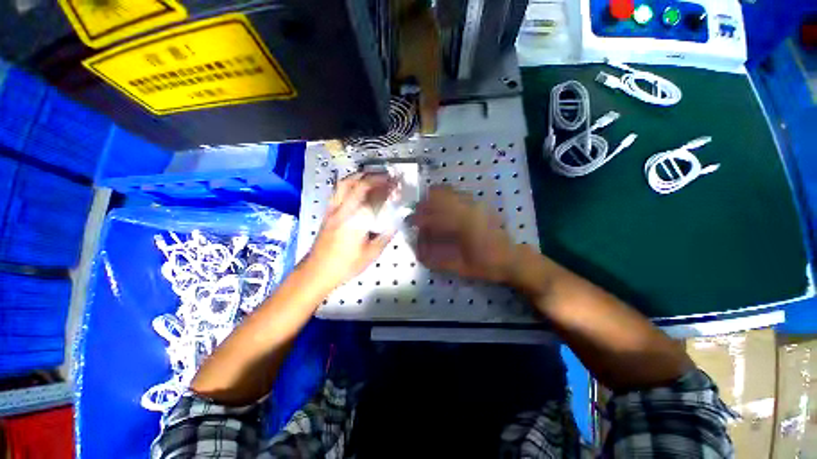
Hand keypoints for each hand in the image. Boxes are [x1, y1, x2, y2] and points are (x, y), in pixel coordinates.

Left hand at [304, 173, 396, 289]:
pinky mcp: (327, 212)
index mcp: (356, 220)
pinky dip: (349, 183)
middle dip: (375, 177)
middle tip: (387, 177)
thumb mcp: (371, 254)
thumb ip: (385, 237)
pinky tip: (356, 187)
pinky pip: (338, 191)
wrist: (317, 271)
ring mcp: (333, 209)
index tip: (396, 185)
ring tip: (373, 176)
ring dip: (360, 176)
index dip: (387, 189)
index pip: (374, 198)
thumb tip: (395, 224)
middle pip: (358, 184)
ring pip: (345, 183)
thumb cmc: (345, 265)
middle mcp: (343, 210)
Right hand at [412, 185, 519, 283]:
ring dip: (433, 198)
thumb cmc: (486, 265)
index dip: (419, 218)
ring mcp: (475, 204)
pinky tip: (442, 206)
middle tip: (416, 213)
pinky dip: (445, 197)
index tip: (409, 221)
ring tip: (426, 207)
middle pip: (440, 196)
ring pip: (449, 191)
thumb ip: (436, 260)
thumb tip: (418, 251)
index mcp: (463, 225)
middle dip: (424, 203)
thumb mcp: (459, 267)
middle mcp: (469, 209)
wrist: (512, 258)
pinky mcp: (479, 204)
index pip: (435, 216)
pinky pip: (457, 194)